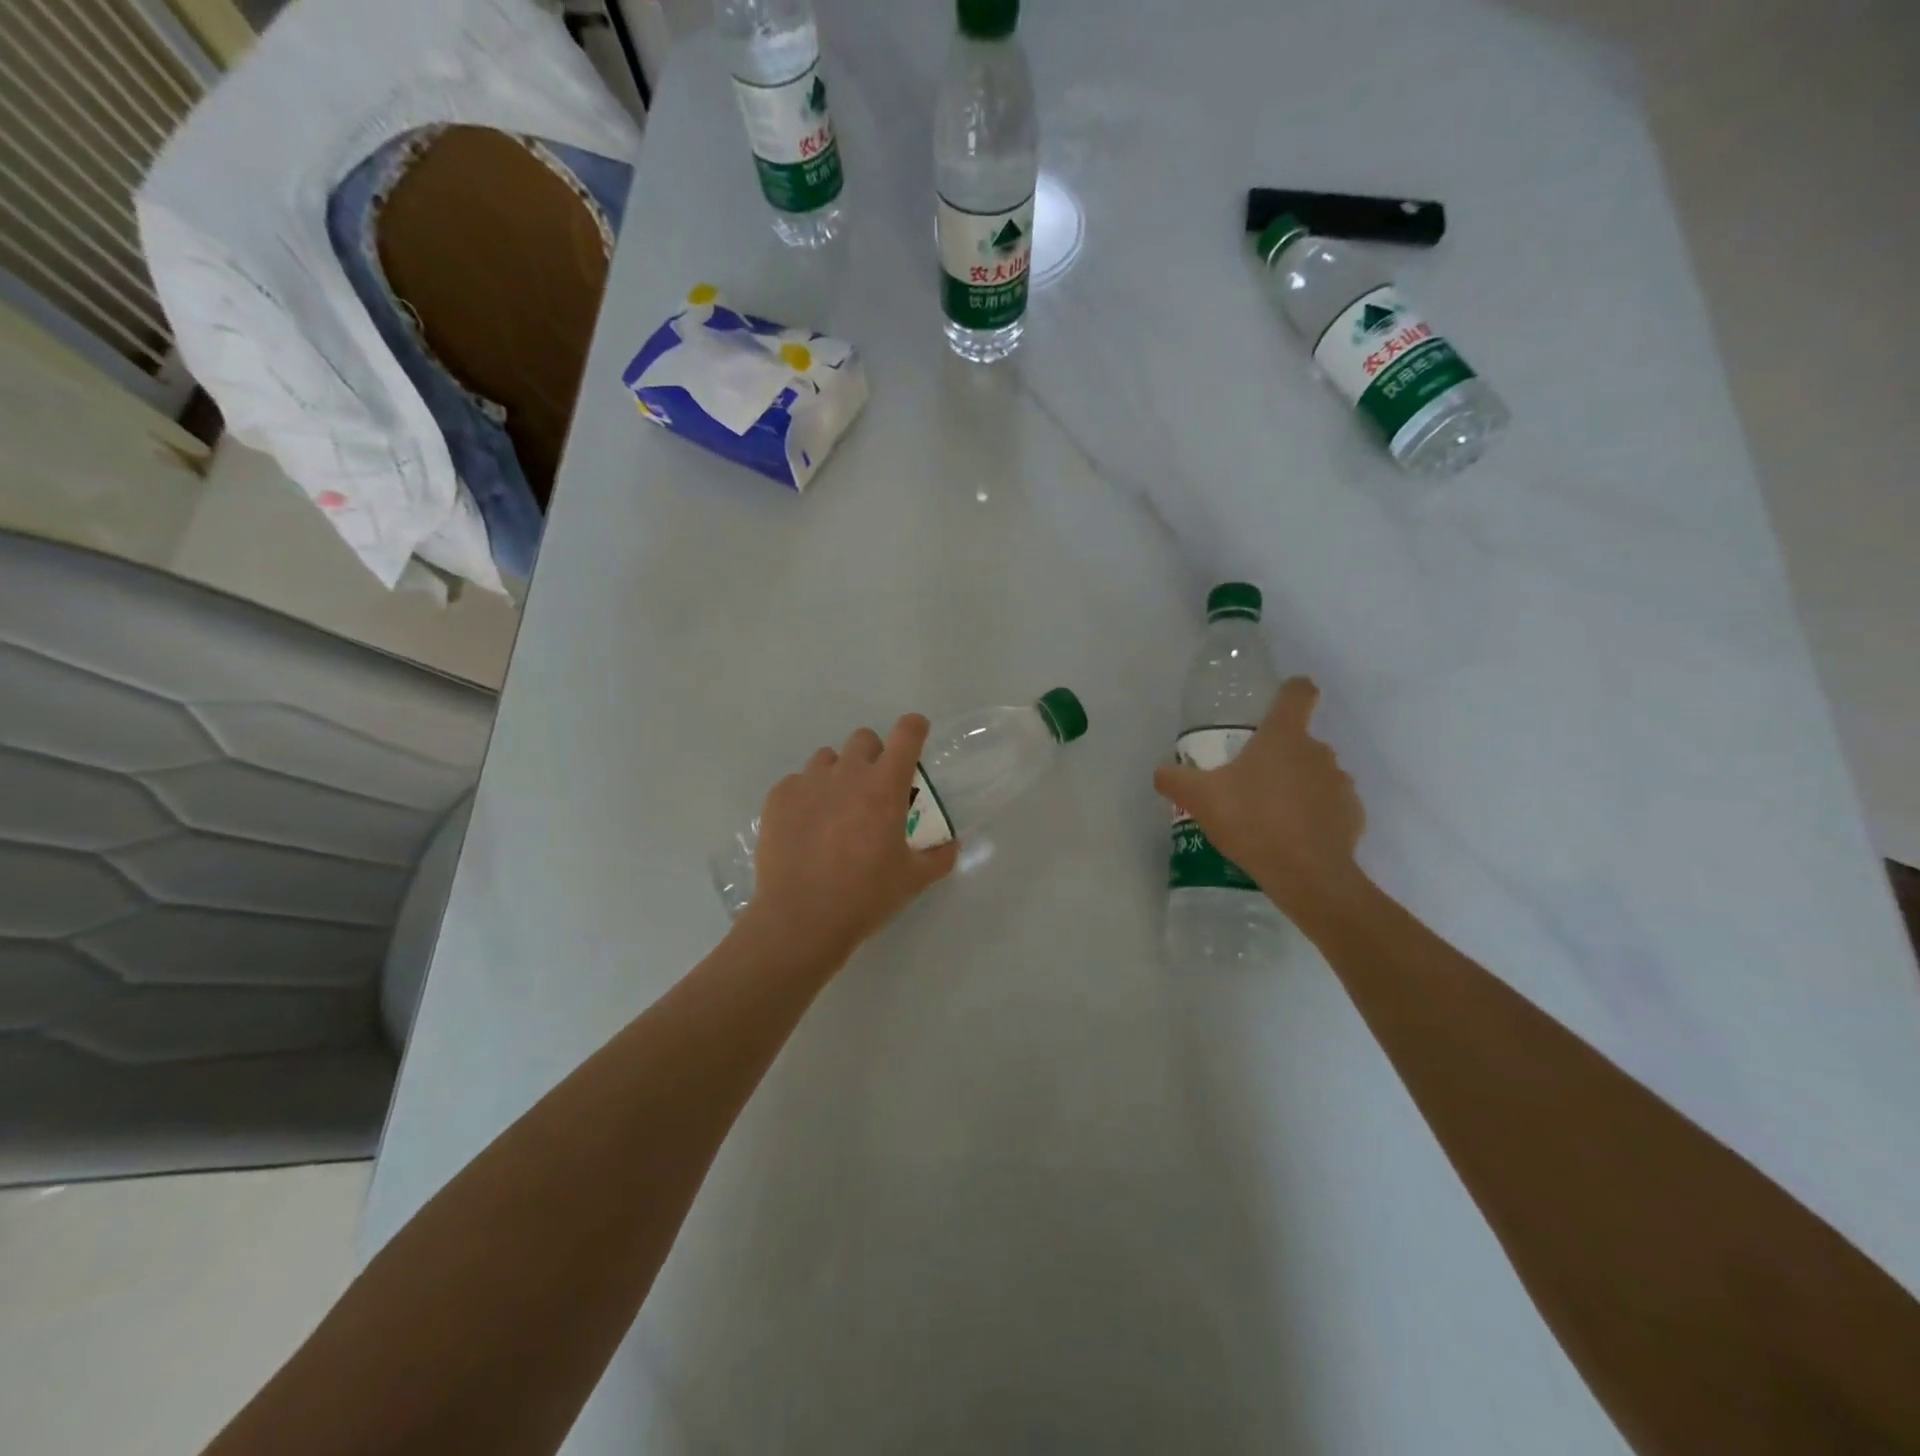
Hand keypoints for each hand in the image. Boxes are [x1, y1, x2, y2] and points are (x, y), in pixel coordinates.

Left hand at [742, 714, 960, 966]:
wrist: (800, 920)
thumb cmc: (865, 898)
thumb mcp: (913, 881)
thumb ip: (939, 856)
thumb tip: (951, 844)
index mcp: (885, 787)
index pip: (907, 733)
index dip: (915, 728)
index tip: (916, 736)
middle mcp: (847, 773)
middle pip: (864, 739)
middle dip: (874, 755)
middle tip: (874, 790)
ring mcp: (808, 782)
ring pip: (828, 759)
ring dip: (839, 774)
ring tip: (836, 810)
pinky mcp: (778, 798)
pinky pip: (797, 782)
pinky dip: (807, 797)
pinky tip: (806, 829)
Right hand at [1154, 677, 1367, 918]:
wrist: (1308, 875)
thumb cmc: (1252, 820)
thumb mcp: (1200, 798)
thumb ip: (1175, 779)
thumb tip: (1161, 771)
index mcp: (1284, 736)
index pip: (1299, 692)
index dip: (1291, 690)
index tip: (1277, 702)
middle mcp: (1318, 751)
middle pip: (1300, 740)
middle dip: (1277, 756)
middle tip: (1249, 783)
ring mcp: (1340, 784)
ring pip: (1315, 775)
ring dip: (1296, 787)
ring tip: (1269, 816)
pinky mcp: (1352, 816)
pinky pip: (1329, 806)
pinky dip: (1313, 816)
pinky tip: (1291, 838)